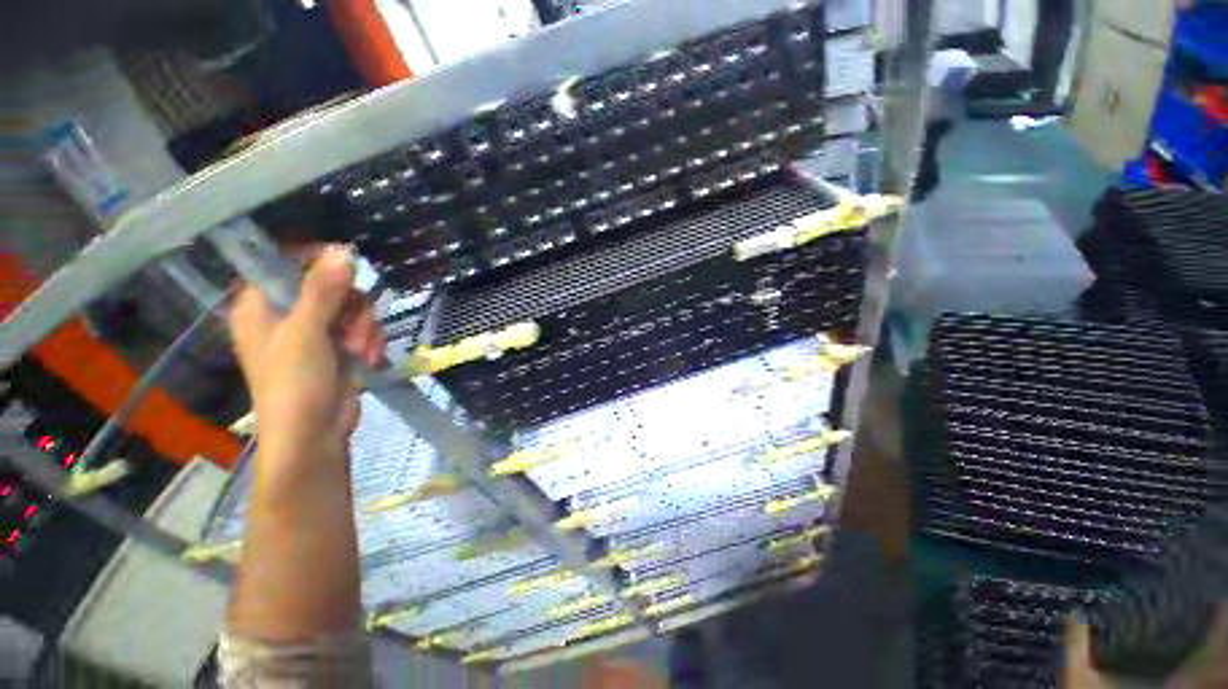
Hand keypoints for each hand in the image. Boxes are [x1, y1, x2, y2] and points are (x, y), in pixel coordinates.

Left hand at [228, 245, 384, 478]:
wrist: (315, 434)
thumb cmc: (295, 383)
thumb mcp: (306, 332)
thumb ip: (323, 290)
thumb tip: (342, 249)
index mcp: (261, 306)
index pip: (285, 264)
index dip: (316, 262)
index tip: (345, 273)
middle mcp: (287, 315)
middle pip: (329, 286)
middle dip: (351, 307)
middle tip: (350, 328)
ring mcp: (315, 332)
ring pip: (352, 308)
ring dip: (364, 328)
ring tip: (359, 351)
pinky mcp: (339, 348)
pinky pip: (362, 328)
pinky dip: (369, 342)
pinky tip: (366, 359)